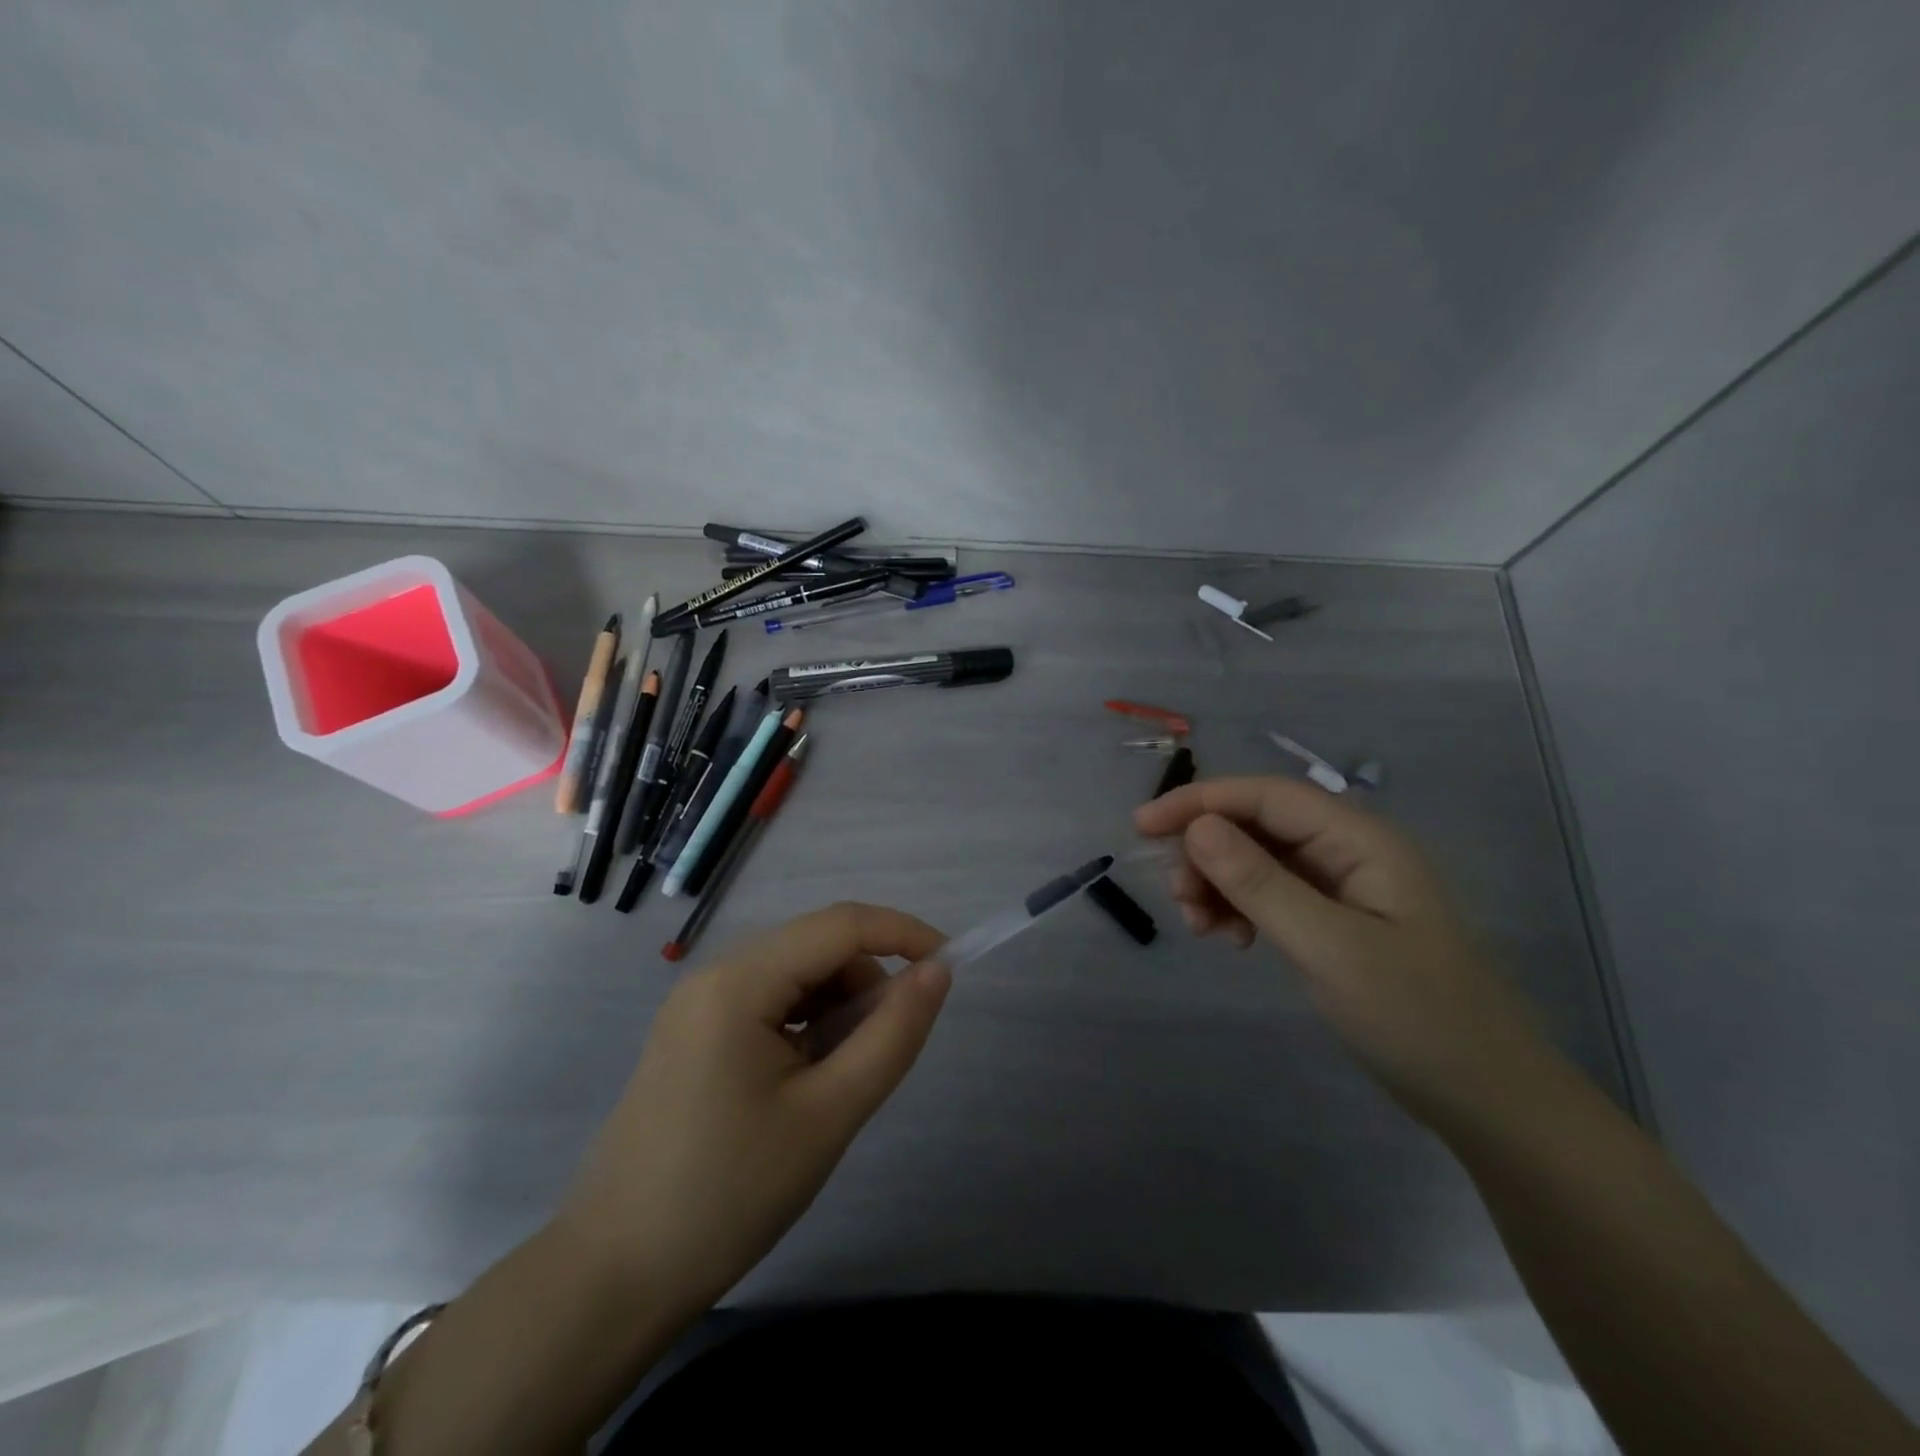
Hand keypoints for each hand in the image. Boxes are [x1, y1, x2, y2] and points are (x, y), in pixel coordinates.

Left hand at [558, 902, 950, 1308]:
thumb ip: (891, 1035)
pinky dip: (807, 1024)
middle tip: (887, 1051)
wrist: (614, 1277)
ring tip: (841, 1079)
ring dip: (838, 1006)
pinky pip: (769, 1002)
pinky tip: (807, 1080)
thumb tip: (936, 973)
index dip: (903, 933)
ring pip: (795, 974)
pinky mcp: (694, 1033)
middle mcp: (714, 975)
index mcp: (738, 982)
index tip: (950, 967)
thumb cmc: (729, 1196)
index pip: (840, 924)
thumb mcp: (828, 1115)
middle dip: (867, 981)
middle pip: (816, 946)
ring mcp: (698, 1004)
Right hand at [1136, 777, 1568, 1128]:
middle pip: (1256, 825)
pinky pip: (1270, 894)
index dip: (1199, 802)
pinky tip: (1232, 939)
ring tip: (1204, 930)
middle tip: (1180, 902)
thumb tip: (1196, 828)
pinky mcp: (1334, 920)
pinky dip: (1239, 908)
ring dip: (1218, 884)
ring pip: (1257, 860)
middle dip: (1207, 853)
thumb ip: (1259, 883)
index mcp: (1360, 839)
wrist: (1488, 1100)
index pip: (1265, 796)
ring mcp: (1342, 886)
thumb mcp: (1328, 947)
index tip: (1142, 827)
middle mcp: (1348, 850)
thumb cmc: (1416, 1017)